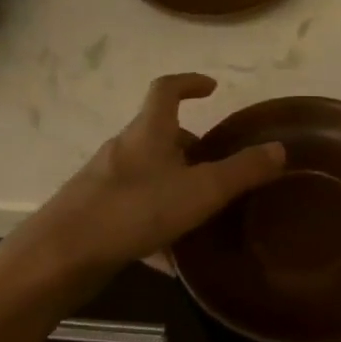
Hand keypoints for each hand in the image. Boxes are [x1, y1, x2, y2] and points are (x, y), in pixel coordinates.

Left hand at [29, 74, 284, 270]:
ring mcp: (105, 182)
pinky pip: (135, 209)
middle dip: (191, 146)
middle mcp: (123, 149)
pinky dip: (157, 223)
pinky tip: (171, 258)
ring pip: (149, 174)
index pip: (166, 89)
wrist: (61, 256)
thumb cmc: (134, 210)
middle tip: (218, 167)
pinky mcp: (95, 213)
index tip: (211, 88)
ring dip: (175, 185)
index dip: (190, 83)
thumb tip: (279, 148)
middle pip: (160, 135)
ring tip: (202, 213)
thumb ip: (242, 171)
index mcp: (148, 132)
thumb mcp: (200, 191)